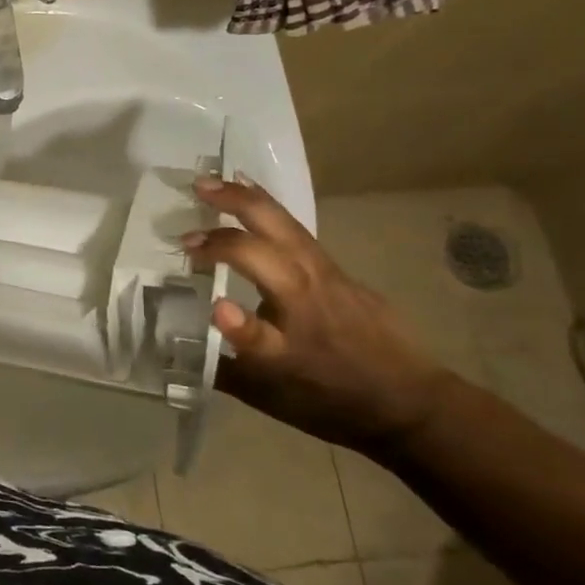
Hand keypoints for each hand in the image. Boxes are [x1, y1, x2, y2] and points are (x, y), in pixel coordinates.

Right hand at [183, 175, 455, 451]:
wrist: (412, 402)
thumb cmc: (333, 402)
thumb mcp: (270, 399)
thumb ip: (221, 368)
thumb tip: (173, 348)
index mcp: (289, 347)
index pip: (257, 334)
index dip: (238, 324)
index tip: (213, 307)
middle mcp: (309, 304)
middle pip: (268, 248)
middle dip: (229, 220)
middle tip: (195, 193)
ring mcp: (328, 279)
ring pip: (286, 228)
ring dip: (249, 200)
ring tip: (216, 182)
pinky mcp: (341, 272)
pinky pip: (298, 232)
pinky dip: (270, 210)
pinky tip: (256, 198)